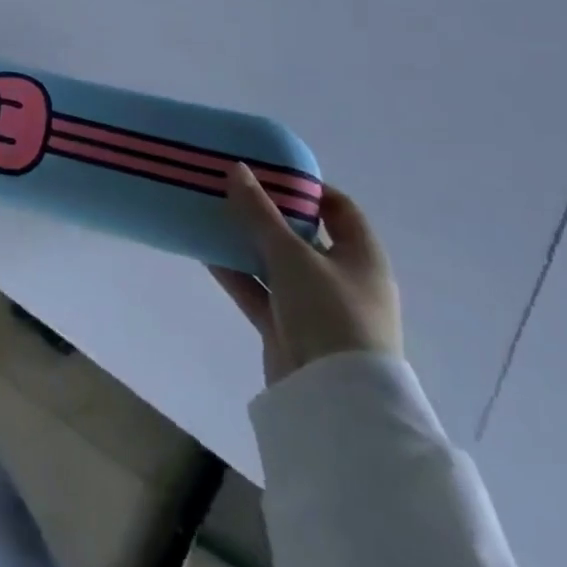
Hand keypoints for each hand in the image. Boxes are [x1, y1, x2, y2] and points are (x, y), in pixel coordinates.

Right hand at [210, 163, 401, 385]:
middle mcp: (342, 279)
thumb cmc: (329, 313)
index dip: (308, 188)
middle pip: (302, 235)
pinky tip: (204, 252)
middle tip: (231, 189)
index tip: (268, 171)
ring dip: (246, 242)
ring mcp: (315, 306)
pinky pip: (259, 291)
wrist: (334, 398)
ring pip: (275, 263)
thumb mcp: (292, 255)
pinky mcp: (288, 327)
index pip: (340, 209)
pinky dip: (236, 273)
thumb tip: (237, 168)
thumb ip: (260, 212)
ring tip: (210, 215)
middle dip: (267, 213)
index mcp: (362, 258)